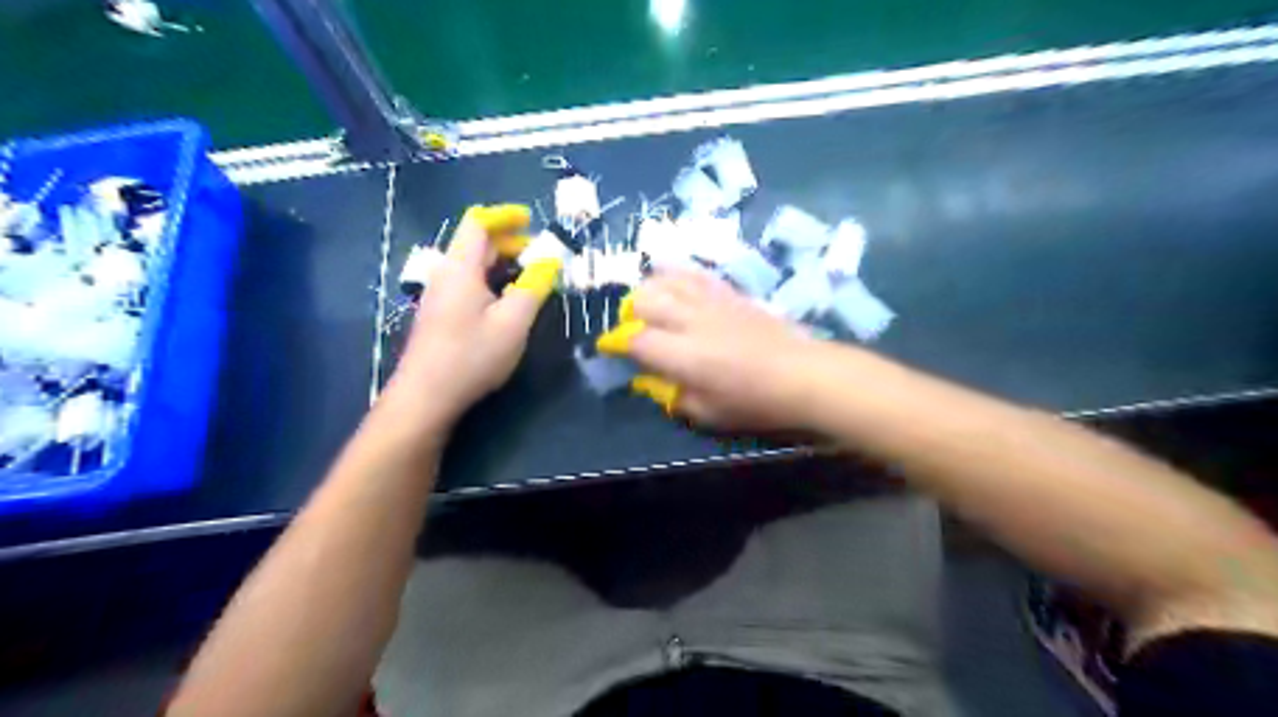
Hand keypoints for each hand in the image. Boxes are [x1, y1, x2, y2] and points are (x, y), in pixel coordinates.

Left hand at [389, 208, 559, 426]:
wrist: (425, 396)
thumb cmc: (472, 355)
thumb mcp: (513, 322)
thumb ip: (534, 287)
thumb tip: (549, 261)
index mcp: (461, 268)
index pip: (478, 224)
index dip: (504, 216)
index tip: (530, 219)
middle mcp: (445, 274)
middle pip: (473, 243)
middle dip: (507, 240)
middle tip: (537, 252)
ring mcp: (438, 296)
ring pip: (470, 265)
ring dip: (499, 262)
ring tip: (527, 275)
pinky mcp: (438, 315)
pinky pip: (466, 283)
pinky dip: (489, 280)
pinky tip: (504, 301)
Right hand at [605, 266, 828, 426]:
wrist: (801, 373)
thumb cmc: (754, 402)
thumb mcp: (708, 413)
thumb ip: (673, 395)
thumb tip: (650, 380)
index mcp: (683, 355)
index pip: (636, 339)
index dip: (619, 343)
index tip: (614, 349)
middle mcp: (690, 320)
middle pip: (644, 299)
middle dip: (631, 313)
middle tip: (637, 329)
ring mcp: (710, 301)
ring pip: (665, 278)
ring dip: (650, 290)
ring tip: (653, 305)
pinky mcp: (728, 292)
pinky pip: (694, 273)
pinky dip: (676, 273)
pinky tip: (674, 280)